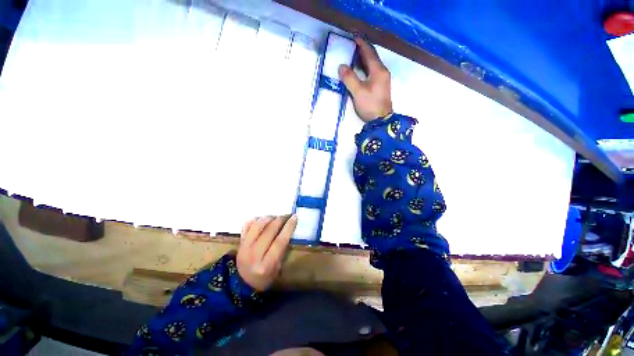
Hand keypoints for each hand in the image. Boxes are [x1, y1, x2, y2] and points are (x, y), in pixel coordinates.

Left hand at [237, 215, 296, 291]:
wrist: (243, 284)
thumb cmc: (265, 277)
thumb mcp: (278, 267)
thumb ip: (282, 249)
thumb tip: (288, 229)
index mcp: (266, 265)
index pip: (279, 242)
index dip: (288, 228)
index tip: (294, 217)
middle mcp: (254, 255)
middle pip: (269, 231)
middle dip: (279, 220)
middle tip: (286, 216)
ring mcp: (244, 248)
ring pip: (257, 226)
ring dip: (268, 218)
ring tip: (275, 217)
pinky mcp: (239, 243)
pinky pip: (247, 226)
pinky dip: (256, 219)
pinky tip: (263, 219)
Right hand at [338, 36, 392, 121]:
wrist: (381, 120)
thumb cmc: (370, 105)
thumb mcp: (358, 92)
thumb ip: (349, 78)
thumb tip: (341, 66)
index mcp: (378, 70)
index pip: (369, 53)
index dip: (361, 44)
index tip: (353, 38)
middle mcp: (383, 72)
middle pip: (373, 57)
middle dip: (363, 50)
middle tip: (353, 46)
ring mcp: (383, 79)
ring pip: (373, 64)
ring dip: (365, 58)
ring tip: (355, 56)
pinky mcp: (381, 86)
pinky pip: (373, 71)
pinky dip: (366, 67)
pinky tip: (361, 70)